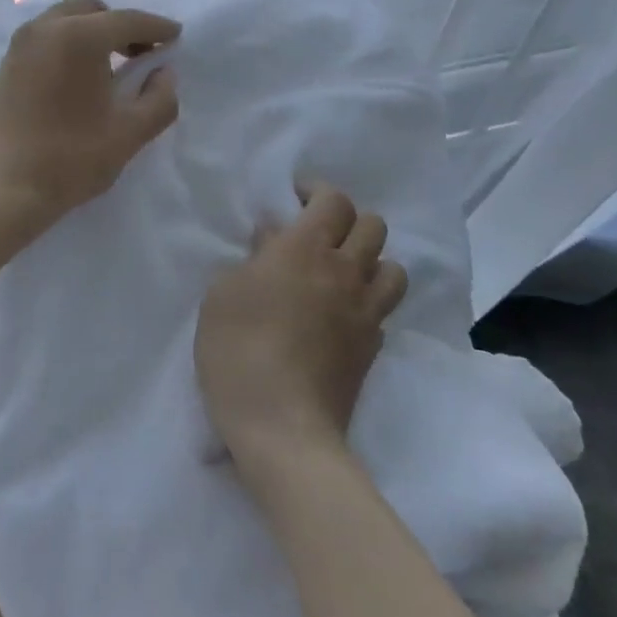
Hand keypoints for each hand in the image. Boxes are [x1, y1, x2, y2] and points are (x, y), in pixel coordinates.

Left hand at [0, 0, 179, 227]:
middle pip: (92, 10)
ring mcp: (22, 44)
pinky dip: (69, 43)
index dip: (156, 27)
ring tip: (112, 67)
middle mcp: (47, 27)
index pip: (128, 20)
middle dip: (121, 25)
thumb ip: (159, 99)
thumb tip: (164, 73)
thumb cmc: (71, 158)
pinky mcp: (7, 64)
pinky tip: (80, 77)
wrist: (3, 187)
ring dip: (93, 32)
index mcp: (80, 36)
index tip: (175, 36)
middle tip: (142, 53)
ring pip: (65, 20)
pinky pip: (46, 37)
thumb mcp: (130, 133)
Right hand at [195, 183, 408, 468]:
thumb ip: (253, 257)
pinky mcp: (374, 346)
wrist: (282, 425)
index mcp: (305, 249)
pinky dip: (368, 301)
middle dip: (348, 220)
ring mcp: (366, 311)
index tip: (296, 197)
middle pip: (373, 225)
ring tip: (341, 272)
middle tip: (318, 234)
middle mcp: (345, 271)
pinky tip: (343, 314)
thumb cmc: (238, 349)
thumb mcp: (223, 294)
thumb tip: (273, 235)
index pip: (333, 200)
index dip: (317, 191)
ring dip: (371, 260)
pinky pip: (384, 308)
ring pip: (393, 266)